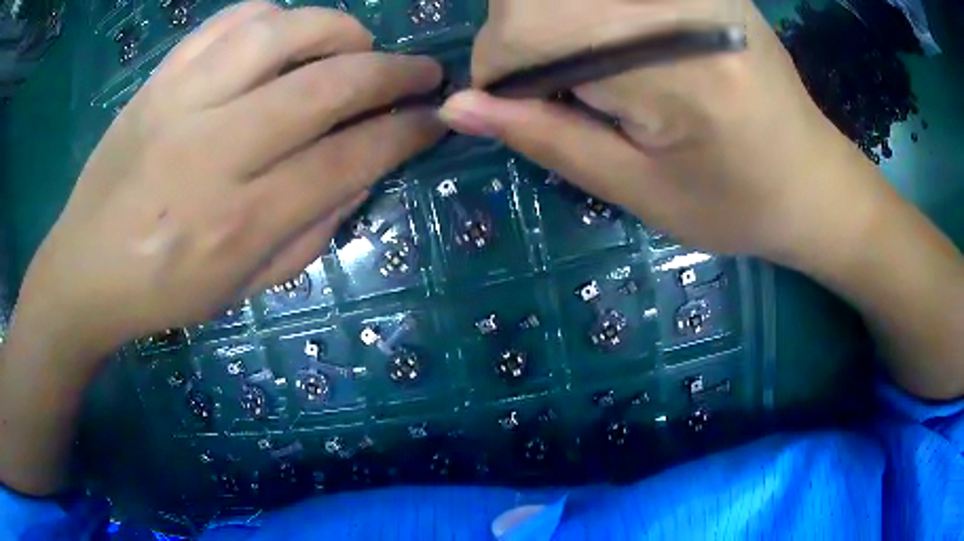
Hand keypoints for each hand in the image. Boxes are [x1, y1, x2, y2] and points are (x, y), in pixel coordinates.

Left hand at [9, 1, 444, 366]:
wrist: (84, 270)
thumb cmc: (163, 293)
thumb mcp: (245, 290)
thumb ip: (312, 232)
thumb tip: (364, 170)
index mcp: (237, 222)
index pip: (346, 160)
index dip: (404, 133)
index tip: (434, 120)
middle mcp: (210, 152)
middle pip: (324, 85)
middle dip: (392, 72)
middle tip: (422, 72)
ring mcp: (179, 103)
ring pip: (279, 31)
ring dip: (337, 30)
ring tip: (355, 46)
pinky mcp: (158, 80)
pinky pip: (228, 21)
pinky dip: (273, 17)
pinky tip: (285, 37)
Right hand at [442, 0, 963, 401]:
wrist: (813, 180)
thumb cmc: (736, 204)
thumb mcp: (637, 189)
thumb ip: (545, 138)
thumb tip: (456, 105)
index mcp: (677, 67)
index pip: (531, 28)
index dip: (499, 66)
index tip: (517, 104)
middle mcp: (684, 3)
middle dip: (522, 37)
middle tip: (558, 85)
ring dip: (552, 19)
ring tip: (590, 64)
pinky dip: (584, 11)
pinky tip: (614, 40)